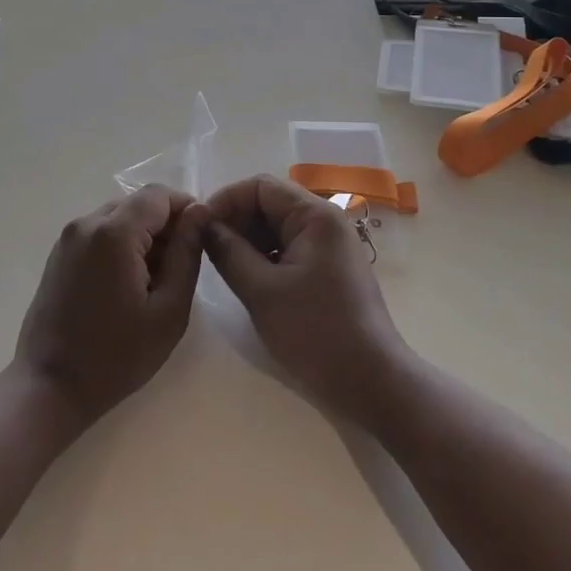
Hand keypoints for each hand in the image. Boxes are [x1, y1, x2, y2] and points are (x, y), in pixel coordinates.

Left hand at [14, 184, 203, 428]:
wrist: (49, 387)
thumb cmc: (116, 356)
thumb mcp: (168, 310)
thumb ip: (187, 254)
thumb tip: (199, 213)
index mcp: (114, 232)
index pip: (159, 195)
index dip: (186, 209)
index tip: (201, 238)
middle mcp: (87, 223)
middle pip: (137, 204)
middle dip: (165, 226)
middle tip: (180, 267)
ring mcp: (68, 237)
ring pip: (119, 217)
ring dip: (142, 236)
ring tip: (153, 282)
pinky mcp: (59, 253)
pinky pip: (99, 232)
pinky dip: (119, 245)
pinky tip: (126, 285)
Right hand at [201, 175, 409, 426]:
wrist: (372, 383)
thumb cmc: (315, 332)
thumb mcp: (261, 291)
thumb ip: (227, 251)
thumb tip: (202, 224)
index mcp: (315, 215)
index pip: (260, 186)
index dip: (226, 200)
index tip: (199, 227)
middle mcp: (325, 220)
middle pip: (269, 203)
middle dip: (235, 220)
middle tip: (206, 248)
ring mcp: (330, 244)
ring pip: (277, 227)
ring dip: (248, 239)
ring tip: (222, 264)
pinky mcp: (328, 267)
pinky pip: (289, 247)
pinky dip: (265, 256)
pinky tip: (247, 278)